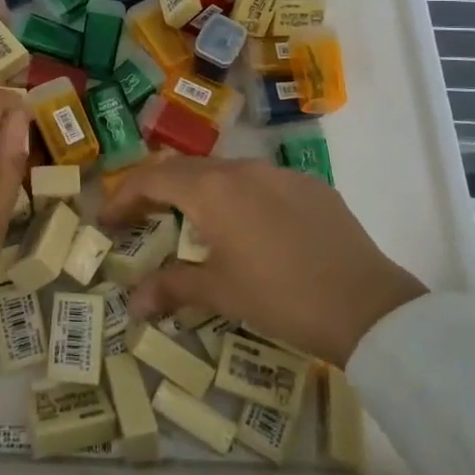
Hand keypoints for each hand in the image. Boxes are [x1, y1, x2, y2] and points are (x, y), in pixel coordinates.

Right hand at [100, 157, 426, 365]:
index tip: (106, 218)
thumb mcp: (221, 293)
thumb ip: (172, 288)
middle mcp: (242, 169)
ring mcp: (280, 173)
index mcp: (213, 191)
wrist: (368, 306)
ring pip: (224, 172)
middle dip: (155, 190)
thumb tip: (132, 301)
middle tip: (138, 217)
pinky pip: (260, 182)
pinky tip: (248, 228)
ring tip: (190, 222)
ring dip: (198, 191)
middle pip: (185, 169)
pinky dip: (238, 196)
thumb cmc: (282, 297)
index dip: (123, 196)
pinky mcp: (310, 185)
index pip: (152, 179)